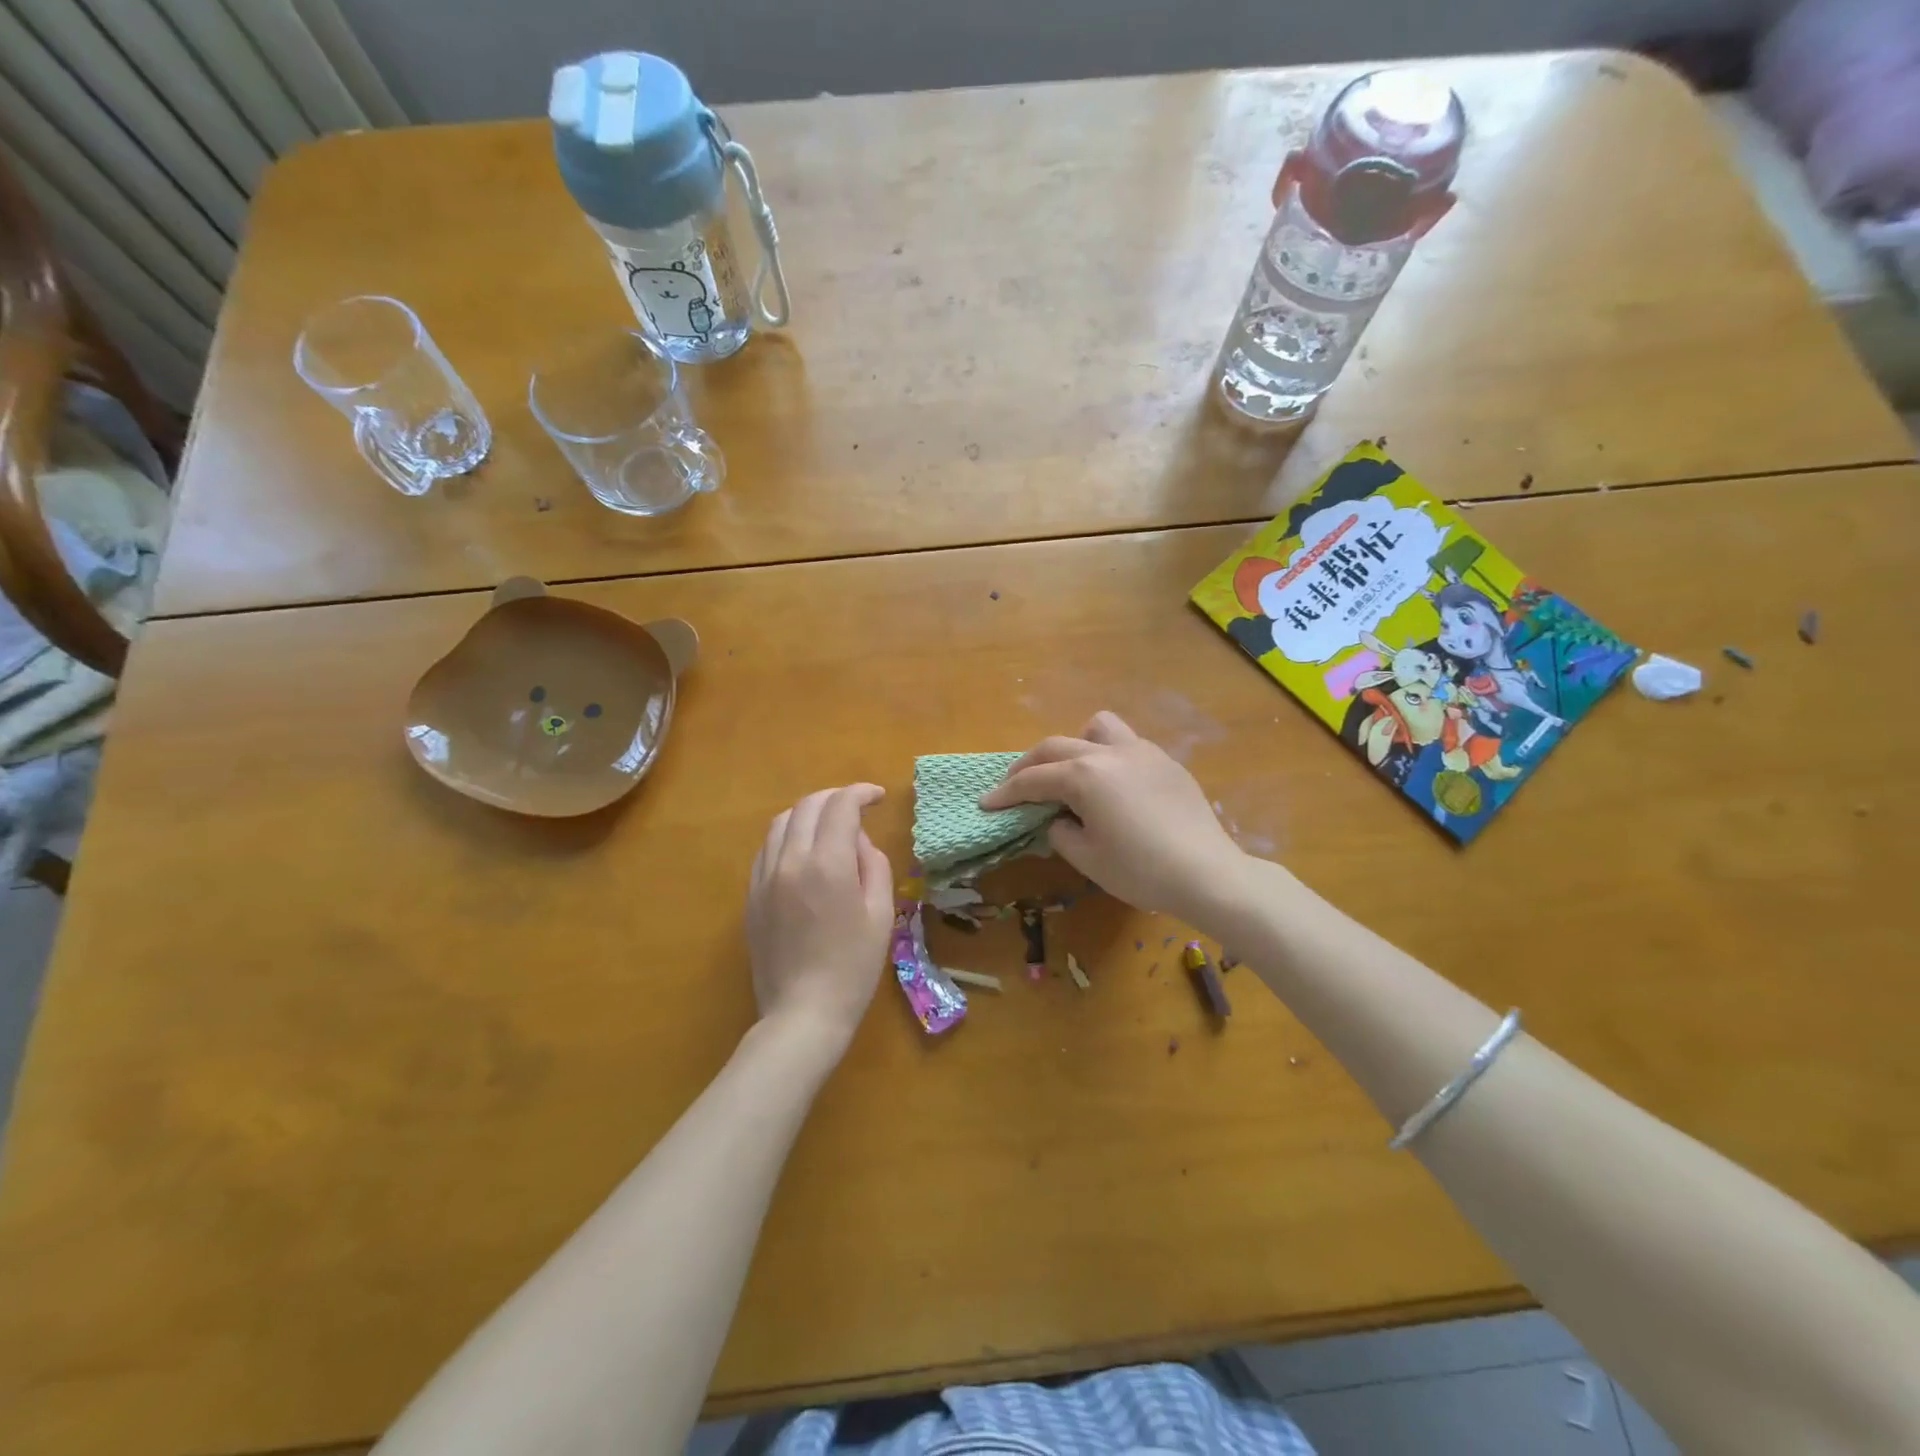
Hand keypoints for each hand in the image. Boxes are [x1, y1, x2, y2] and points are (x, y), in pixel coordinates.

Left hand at [746, 785, 894, 1051]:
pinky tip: (803, 853)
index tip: (878, 797)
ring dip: (808, 813)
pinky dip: (787, 837)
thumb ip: (873, 865)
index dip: (861, 793)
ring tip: (829, 825)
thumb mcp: (880, 914)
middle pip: (807, 806)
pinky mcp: (751, 896)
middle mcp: (790, 861)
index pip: (840, 806)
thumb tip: (858, 840)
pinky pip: (766, 850)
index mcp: (827, 864)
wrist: (803, 1013)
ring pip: (781, 823)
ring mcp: (764, 878)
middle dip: (835, 797)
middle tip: (857, 806)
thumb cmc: (853, 967)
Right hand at [979, 712, 1246, 923]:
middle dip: (1029, 765)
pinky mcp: (1165, 762)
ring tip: (1073, 772)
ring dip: (1075, 745)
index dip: (1005, 793)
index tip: (986, 803)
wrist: (1207, 874)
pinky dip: (1107, 757)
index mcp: (1084, 776)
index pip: (1033, 779)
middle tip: (1014, 786)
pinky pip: (1126, 745)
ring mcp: (1142, 752)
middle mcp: (1109, 752)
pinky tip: (1113, 787)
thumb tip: (1060, 818)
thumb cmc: (1140, 870)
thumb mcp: (1087, 858)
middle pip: (1056, 747)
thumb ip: (1061, 831)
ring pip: (1097, 728)